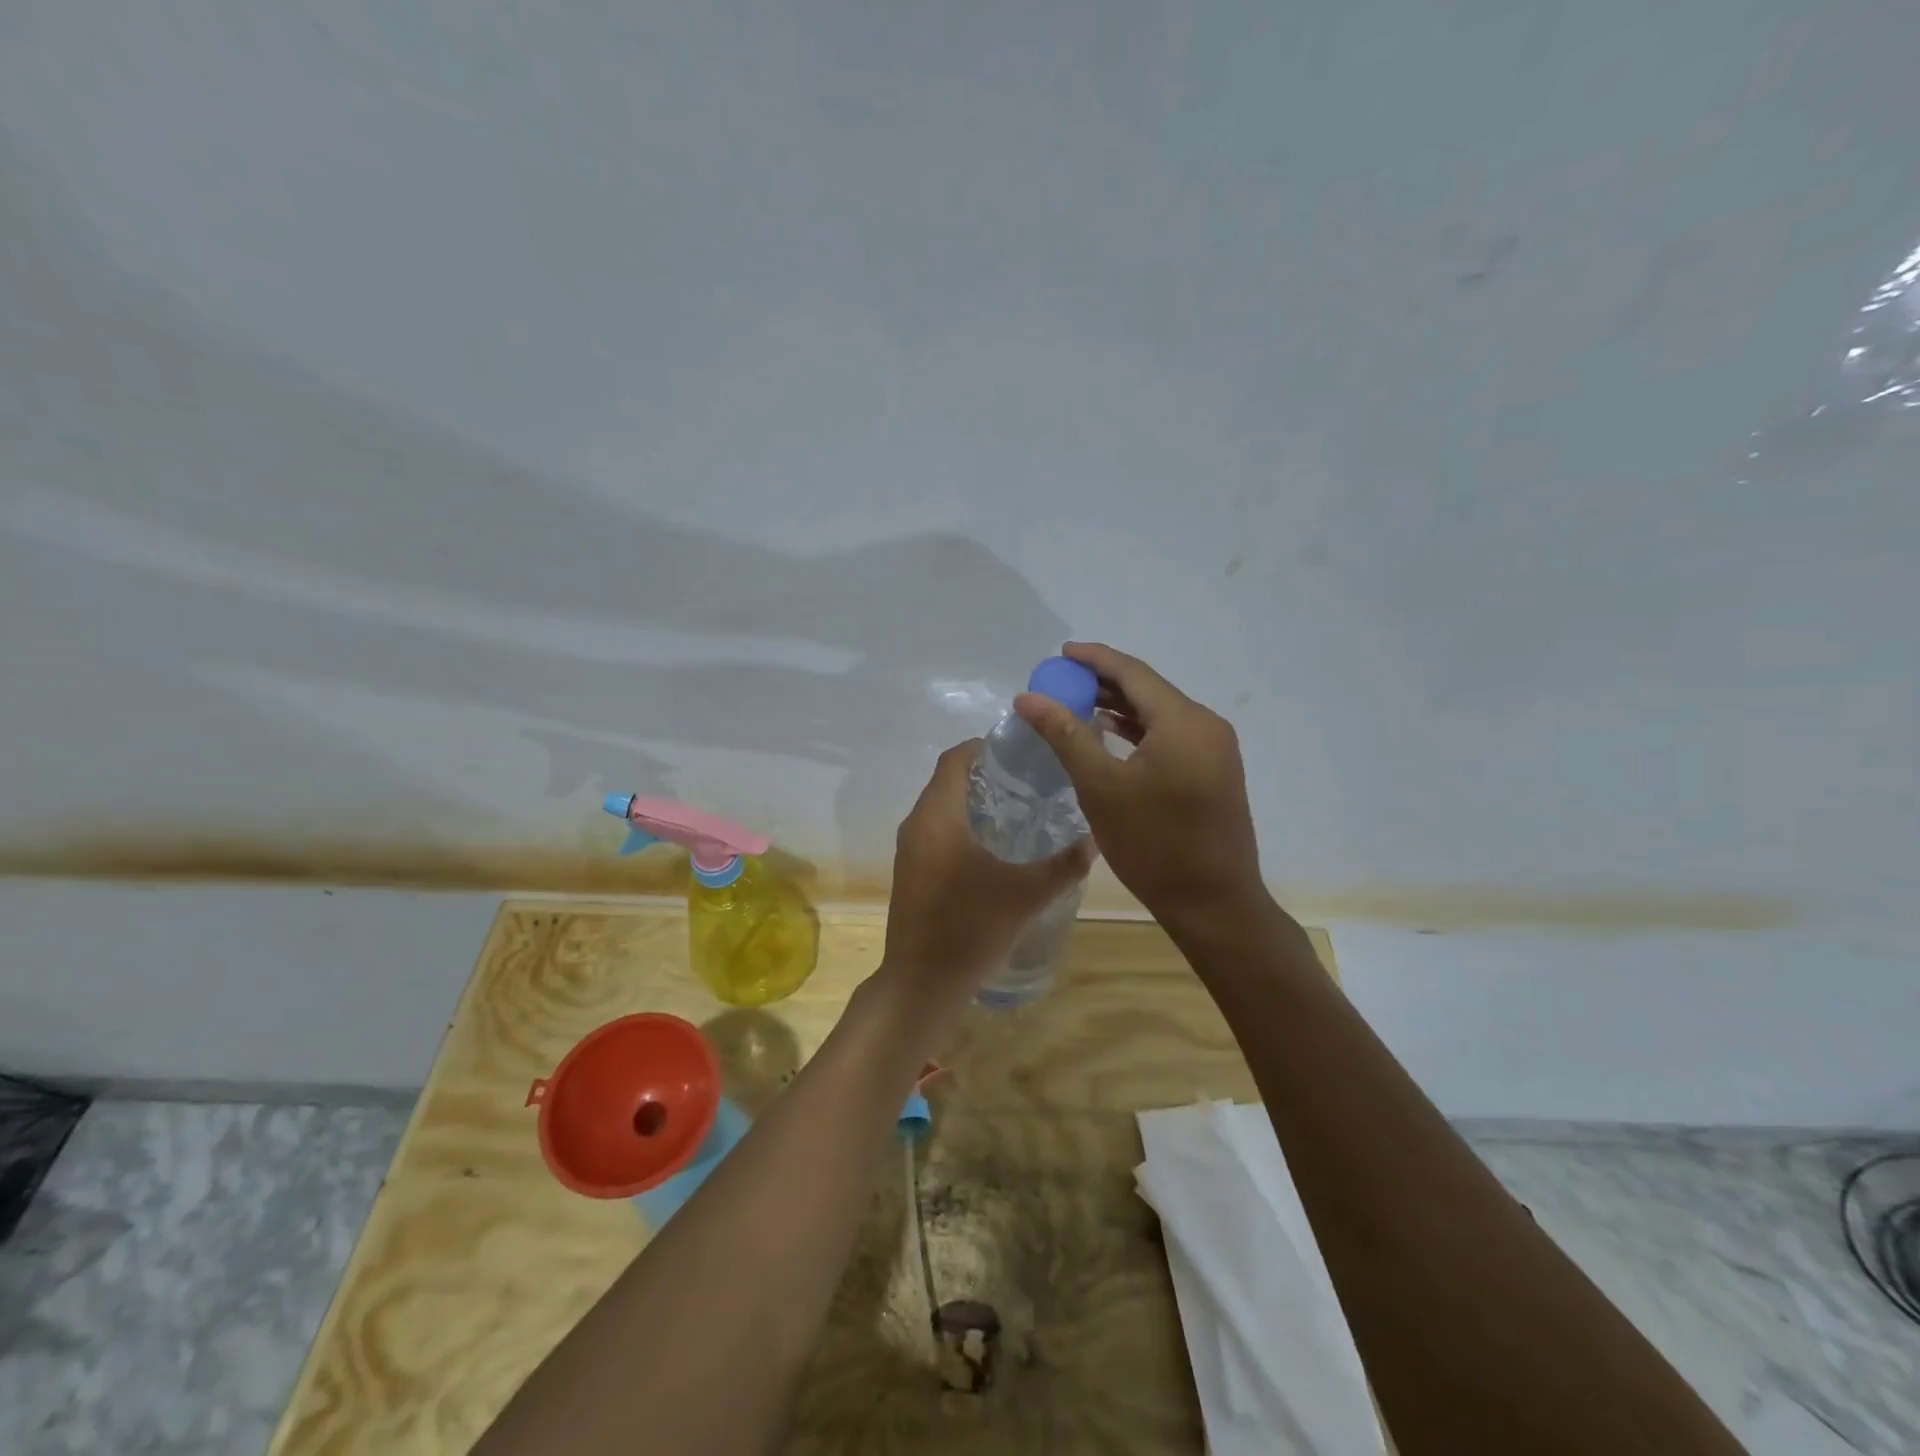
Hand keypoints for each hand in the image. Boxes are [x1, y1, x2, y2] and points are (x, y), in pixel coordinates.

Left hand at [878, 740, 1092, 1018]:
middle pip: (948, 779)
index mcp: (938, 816)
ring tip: (1020, 808)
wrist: (923, 983)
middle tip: (1031, 778)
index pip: (955, 758)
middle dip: (986, 773)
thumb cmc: (971, 928)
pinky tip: (996, 846)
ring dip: (974, 799)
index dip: (986, 746)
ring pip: (941, 806)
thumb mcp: (1027, 894)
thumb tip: (1097, 839)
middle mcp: (917, 824)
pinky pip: (936, 830)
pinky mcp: (911, 871)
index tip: (1022, 751)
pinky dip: (962, 824)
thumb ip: (1064, 864)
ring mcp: (910, 849)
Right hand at [1015, 642, 1264, 929]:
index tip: (1061, 653)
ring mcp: (1215, 749)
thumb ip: (1065, 735)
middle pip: (1149, 690)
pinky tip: (1111, 736)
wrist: (1213, 904)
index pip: (1133, 673)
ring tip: (1077, 705)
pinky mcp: (1215, 771)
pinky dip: (1139, 731)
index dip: (1095, 659)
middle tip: (1062, 682)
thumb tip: (1029, 698)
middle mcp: (1206, 725)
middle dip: (1104, 683)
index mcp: (1184, 721)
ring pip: (1160, 714)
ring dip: (1120, 707)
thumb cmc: (1154, 845)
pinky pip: (1171, 736)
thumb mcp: (1101, 787)